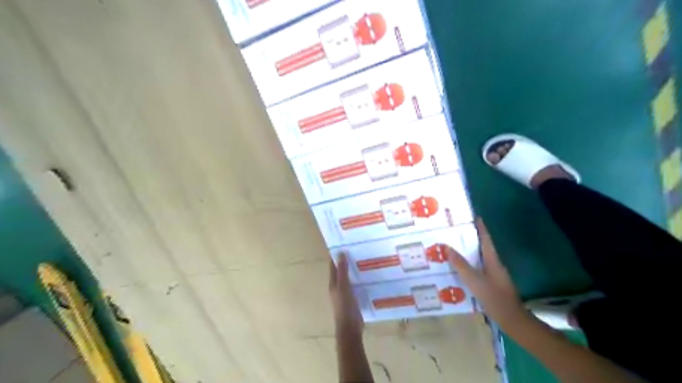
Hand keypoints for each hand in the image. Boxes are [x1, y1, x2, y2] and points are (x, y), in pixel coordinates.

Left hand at [329, 252, 364, 336]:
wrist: (350, 328)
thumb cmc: (345, 306)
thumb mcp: (344, 286)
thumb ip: (342, 271)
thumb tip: (340, 253)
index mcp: (333, 283)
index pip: (334, 265)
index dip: (338, 256)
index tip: (346, 245)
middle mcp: (338, 287)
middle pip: (341, 271)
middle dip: (348, 262)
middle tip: (359, 251)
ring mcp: (345, 294)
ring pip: (349, 278)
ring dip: (354, 271)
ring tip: (366, 261)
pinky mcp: (353, 299)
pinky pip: (356, 286)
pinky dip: (360, 280)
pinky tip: (369, 277)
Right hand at [452, 218, 528, 328]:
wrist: (512, 319)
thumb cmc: (494, 297)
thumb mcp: (474, 280)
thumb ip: (461, 265)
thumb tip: (448, 248)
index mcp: (492, 260)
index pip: (486, 239)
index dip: (481, 228)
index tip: (475, 217)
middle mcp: (495, 264)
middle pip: (483, 247)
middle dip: (472, 238)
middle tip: (457, 232)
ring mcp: (495, 274)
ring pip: (481, 258)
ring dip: (470, 251)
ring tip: (455, 248)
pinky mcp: (493, 283)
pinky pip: (479, 268)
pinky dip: (471, 264)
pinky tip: (461, 269)